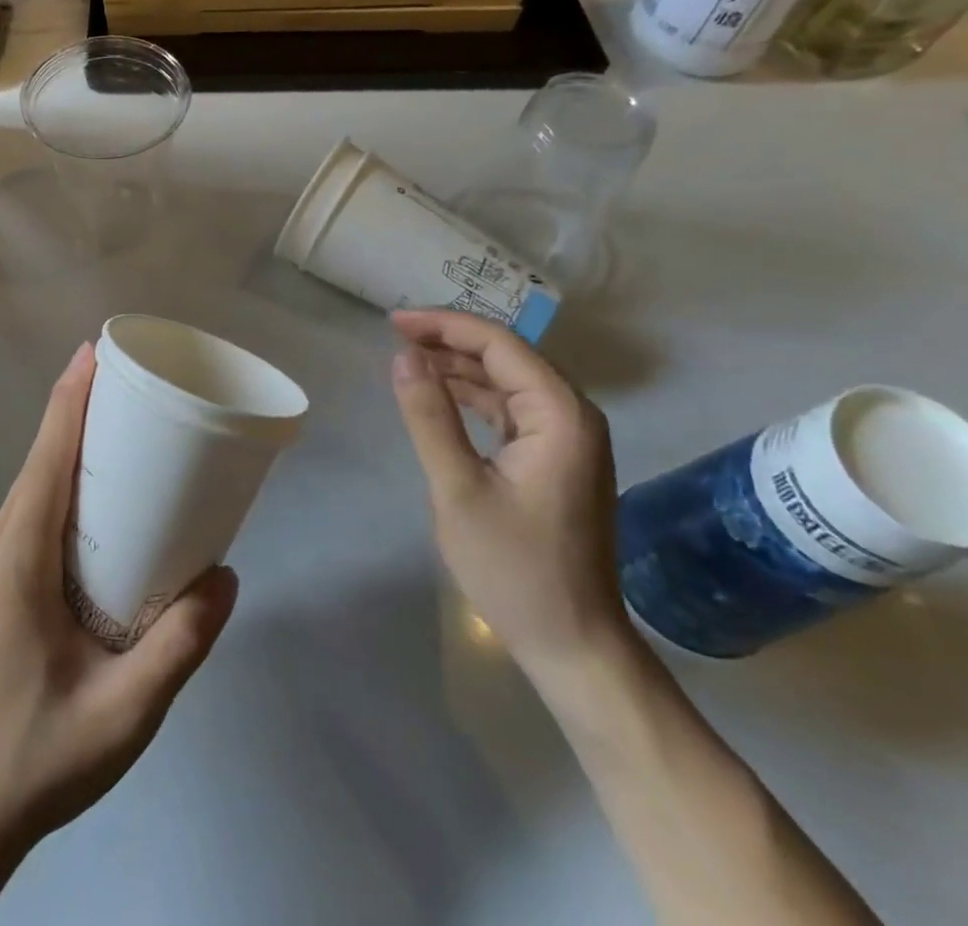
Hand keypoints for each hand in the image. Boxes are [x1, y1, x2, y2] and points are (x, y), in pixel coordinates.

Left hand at [0, 342, 238, 860]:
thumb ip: (179, 646)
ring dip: (66, 449)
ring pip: (31, 491)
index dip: (68, 401)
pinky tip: (94, 506)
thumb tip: (227, 576)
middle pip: (38, 464)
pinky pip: (29, 518)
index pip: (45, 461)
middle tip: (125, 383)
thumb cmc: (36, 760)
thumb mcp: (124, 713)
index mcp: (17, 562)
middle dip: (75, 413)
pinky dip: (59, 486)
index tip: (92, 352)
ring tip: (118, 429)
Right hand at [389, 310, 628, 680]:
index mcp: (559, 415)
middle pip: (507, 356)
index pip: (499, 345)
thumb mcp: (458, 489)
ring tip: (409, 358)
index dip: (444, 325)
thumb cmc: (515, 569)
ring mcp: (569, 438)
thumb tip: (403, 356)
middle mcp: (573, 415)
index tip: (394, 322)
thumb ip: (430, 416)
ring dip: (460, 366)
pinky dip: (475, 396)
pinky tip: (442, 395)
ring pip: (509, 380)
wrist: (574, 644)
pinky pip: (512, 408)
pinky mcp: (557, 459)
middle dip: (450, 339)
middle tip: (396, 335)